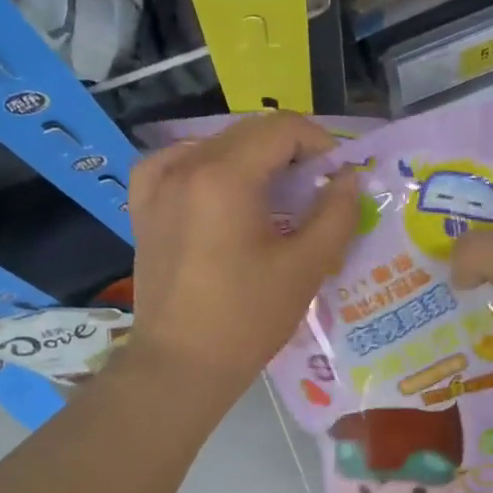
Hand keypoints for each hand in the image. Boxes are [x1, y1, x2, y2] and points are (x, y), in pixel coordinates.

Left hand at [125, 113, 357, 407]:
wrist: (180, 364)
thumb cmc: (246, 319)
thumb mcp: (305, 268)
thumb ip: (336, 215)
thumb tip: (349, 180)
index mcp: (225, 175)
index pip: (282, 128)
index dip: (319, 143)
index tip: (336, 177)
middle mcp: (185, 165)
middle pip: (249, 133)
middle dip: (289, 153)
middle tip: (312, 192)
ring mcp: (157, 184)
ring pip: (215, 146)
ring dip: (251, 161)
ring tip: (272, 200)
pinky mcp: (143, 207)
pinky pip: (177, 164)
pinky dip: (205, 168)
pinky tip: (218, 191)